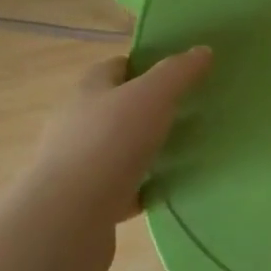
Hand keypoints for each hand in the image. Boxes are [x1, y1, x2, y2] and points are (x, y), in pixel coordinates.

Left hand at [16, 47, 212, 235]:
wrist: (68, 220)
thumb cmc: (110, 142)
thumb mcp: (153, 96)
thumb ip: (178, 72)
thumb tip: (202, 50)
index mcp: (88, 90)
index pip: (117, 66)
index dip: (145, 66)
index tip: (177, 74)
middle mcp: (77, 122)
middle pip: (117, 107)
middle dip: (148, 109)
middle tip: (187, 112)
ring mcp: (78, 165)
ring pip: (119, 149)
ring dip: (145, 150)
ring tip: (183, 151)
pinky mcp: (85, 203)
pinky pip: (121, 189)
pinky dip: (142, 188)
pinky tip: (167, 190)